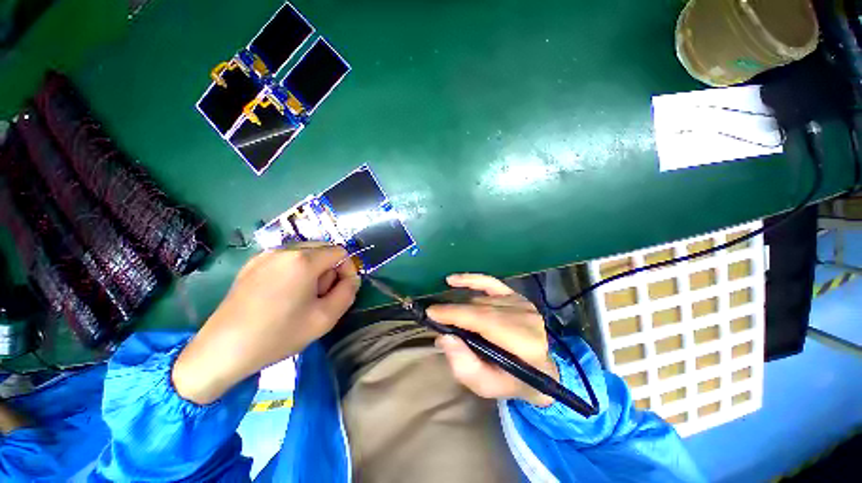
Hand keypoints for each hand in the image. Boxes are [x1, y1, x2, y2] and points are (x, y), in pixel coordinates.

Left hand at [173, 244, 359, 403]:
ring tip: (300, 298)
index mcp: (303, 260)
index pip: (340, 252)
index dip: (347, 270)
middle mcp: (284, 250)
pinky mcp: (251, 264)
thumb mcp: (325, 318)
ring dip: (313, 271)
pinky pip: (286, 259)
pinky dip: (295, 271)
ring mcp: (265, 255)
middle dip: (329, 271)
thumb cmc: (278, 335)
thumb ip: (348, 292)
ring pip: (305, 254)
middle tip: (318, 298)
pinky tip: (282, 294)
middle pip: (323, 250)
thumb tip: (352, 278)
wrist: (222, 350)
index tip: (340, 291)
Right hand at [428, 274, 558, 406]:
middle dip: (453, 310)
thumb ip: (464, 366)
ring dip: (462, 307)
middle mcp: (525, 318)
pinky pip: (490, 282)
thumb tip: (444, 337)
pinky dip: (471, 280)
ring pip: (481, 300)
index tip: (431, 313)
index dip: (456, 315)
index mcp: (524, 343)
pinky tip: (453, 280)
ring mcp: (521, 303)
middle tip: (432, 314)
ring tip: (448, 316)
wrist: (540, 369)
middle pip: (481, 308)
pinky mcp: (516, 295)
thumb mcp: (486, 386)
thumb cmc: (511, 381)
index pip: (484, 321)